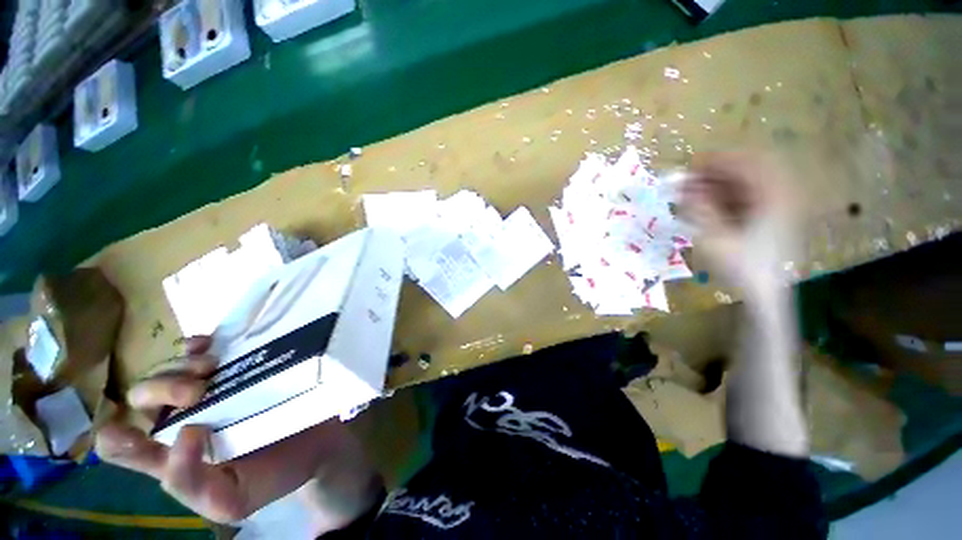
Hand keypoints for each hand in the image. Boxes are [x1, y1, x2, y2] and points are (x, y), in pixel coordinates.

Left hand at [96, 336, 380, 526]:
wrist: (317, 445)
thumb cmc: (272, 476)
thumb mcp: (230, 500)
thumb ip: (191, 483)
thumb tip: (185, 432)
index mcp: (169, 458)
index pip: (120, 446)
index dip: (117, 434)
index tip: (134, 427)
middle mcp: (178, 421)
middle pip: (141, 396)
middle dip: (160, 387)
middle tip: (198, 391)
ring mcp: (206, 393)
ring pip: (167, 369)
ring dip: (179, 365)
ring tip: (212, 368)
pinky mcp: (234, 371)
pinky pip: (199, 351)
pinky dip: (195, 345)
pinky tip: (208, 346)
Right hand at [680, 152, 800, 298]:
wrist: (766, 294)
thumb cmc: (742, 267)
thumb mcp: (715, 238)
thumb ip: (699, 209)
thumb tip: (683, 189)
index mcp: (773, 197)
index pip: (747, 163)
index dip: (718, 161)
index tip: (691, 165)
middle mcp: (782, 195)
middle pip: (749, 169)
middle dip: (717, 171)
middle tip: (690, 180)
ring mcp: (780, 206)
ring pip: (748, 182)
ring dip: (720, 184)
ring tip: (694, 193)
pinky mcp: (774, 217)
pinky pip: (750, 196)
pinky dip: (728, 196)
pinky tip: (710, 204)